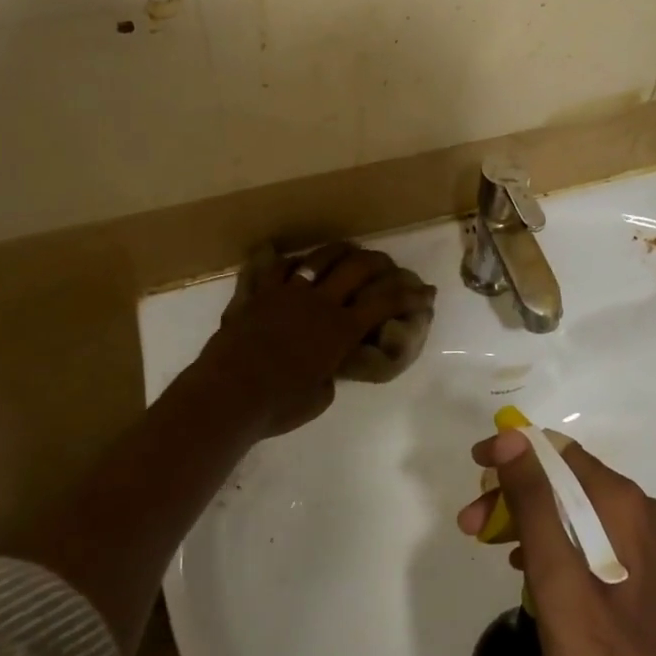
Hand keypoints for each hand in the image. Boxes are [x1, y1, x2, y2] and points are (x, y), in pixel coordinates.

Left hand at [188, 243, 433, 437]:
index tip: (427, 291)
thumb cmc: (279, 405)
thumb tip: (324, 369)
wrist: (228, 395)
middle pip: (357, 267)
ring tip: (347, 250)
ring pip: (318, 258)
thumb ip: (328, 375)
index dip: (410, 295)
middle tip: (387, 264)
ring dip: (338, 251)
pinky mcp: (255, 294)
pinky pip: (269, 267)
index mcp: (340, 328)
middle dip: (378, 262)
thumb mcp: (319, 397)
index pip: (385, 302)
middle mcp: (318, 301)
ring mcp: (285, 292)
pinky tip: (284, 257)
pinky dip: (280, 260)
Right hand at [455, 429, 655, 655]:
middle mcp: (639, 509)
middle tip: (471, 525)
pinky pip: (589, 535)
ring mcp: (645, 541)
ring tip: (491, 547)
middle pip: (565, 481)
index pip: (557, 452)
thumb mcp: (556, 575)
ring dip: (529, 520)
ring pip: (574, 509)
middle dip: (515, 494)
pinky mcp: (642, 569)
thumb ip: (533, 502)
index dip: (512, 453)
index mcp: (622, 502)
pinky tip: (528, 569)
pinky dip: (554, 542)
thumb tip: (511, 437)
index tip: (475, 469)